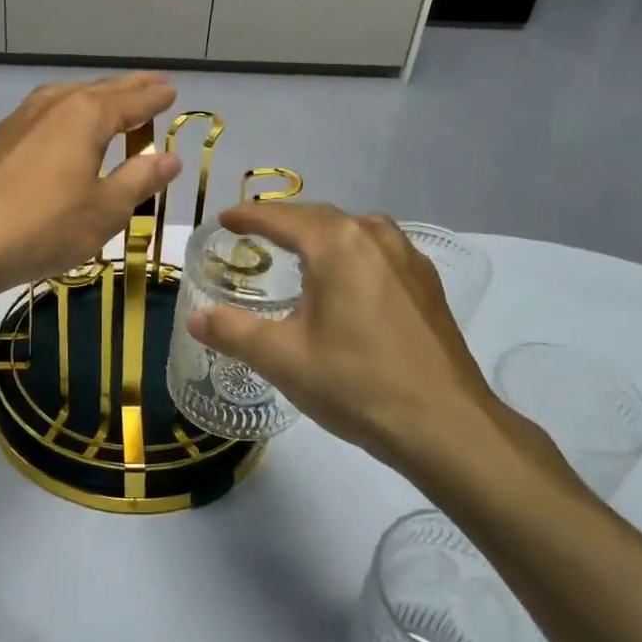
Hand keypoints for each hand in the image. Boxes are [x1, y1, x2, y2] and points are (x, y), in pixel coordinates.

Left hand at [0, 73, 183, 296]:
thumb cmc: (44, 226)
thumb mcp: (104, 210)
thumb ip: (139, 180)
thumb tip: (171, 157)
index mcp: (86, 115)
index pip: (131, 101)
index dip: (154, 98)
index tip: (172, 91)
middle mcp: (53, 105)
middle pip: (99, 91)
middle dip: (128, 88)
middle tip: (152, 83)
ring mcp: (19, 119)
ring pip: (66, 97)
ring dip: (93, 97)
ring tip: (109, 100)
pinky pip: (43, 113)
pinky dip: (64, 113)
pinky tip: (60, 128)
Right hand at [187, 203, 571, 497]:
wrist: (446, 425)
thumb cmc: (356, 383)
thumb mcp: (282, 358)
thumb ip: (232, 332)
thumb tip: (195, 319)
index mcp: (336, 244)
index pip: (281, 217)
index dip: (248, 216)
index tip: (224, 219)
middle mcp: (374, 236)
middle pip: (318, 216)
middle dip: (283, 221)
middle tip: (253, 234)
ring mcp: (407, 257)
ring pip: (352, 231)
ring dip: (320, 234)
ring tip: (297, 253)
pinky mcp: (426, 283)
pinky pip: (377, 250)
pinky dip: (350, 252)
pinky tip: (345, 281)